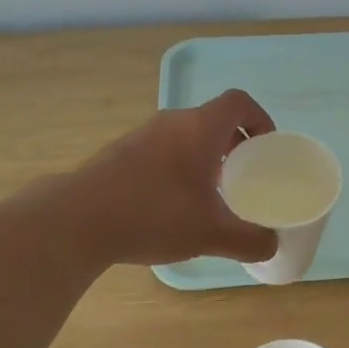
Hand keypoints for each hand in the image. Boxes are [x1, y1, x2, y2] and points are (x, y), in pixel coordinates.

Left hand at [72, 90, 281, 267]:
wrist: (77, 220)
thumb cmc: (154, 215)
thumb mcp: (211, 234)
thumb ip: (249, 241)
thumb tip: (271, 245)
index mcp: (199, 128)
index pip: (239, 102)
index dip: (260, 118)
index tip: (267, 147)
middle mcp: (170, 123)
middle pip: (212, 120)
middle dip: (234, 144)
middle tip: (244, 176)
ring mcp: (140, 136)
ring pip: (185, 136)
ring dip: (205, 157)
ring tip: (211, 194)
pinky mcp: (119, 155)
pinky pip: (161, 151)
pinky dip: (178, 168)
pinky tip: (173, 205)